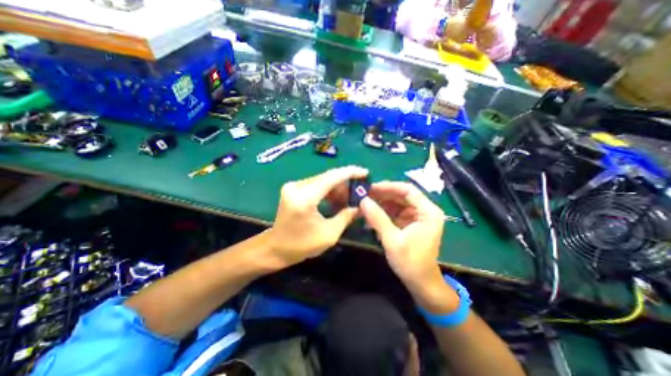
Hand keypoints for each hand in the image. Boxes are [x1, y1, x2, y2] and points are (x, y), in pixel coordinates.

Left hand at [266, 164, 366, 266]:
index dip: (350, 173)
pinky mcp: (293, 188)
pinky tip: (336, 199)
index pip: (331, 177)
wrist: (275, 248)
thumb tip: (361, 206)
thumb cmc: (301, 245)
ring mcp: (293, 186)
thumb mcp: (329, 234)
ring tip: (349, 198)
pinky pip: (316, 184)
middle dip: (345, 182)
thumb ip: (346, 217)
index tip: (365, 173)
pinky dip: (328, 189)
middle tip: (359, 190)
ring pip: (322, 179)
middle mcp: (297, 186)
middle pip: (327, 176)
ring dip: (337, 187)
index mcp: (305, 198)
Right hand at [363, 182, 443, 285]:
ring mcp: (417, 217)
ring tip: (365, 204)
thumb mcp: (392, 240)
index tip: (371, 187)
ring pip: (397, 203)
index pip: (408, 190)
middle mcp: (425, 211)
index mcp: (428, 212)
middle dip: (382, 195)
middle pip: (402, 195)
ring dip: (381, 204)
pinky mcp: (410, 223)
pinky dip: (383, 213)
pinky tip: (371, 215)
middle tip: (364, 195)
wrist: (421, 284)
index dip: (389, 186)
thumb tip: (363, 200)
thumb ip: (377, 218)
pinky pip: (395, 213)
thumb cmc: (411, 263)